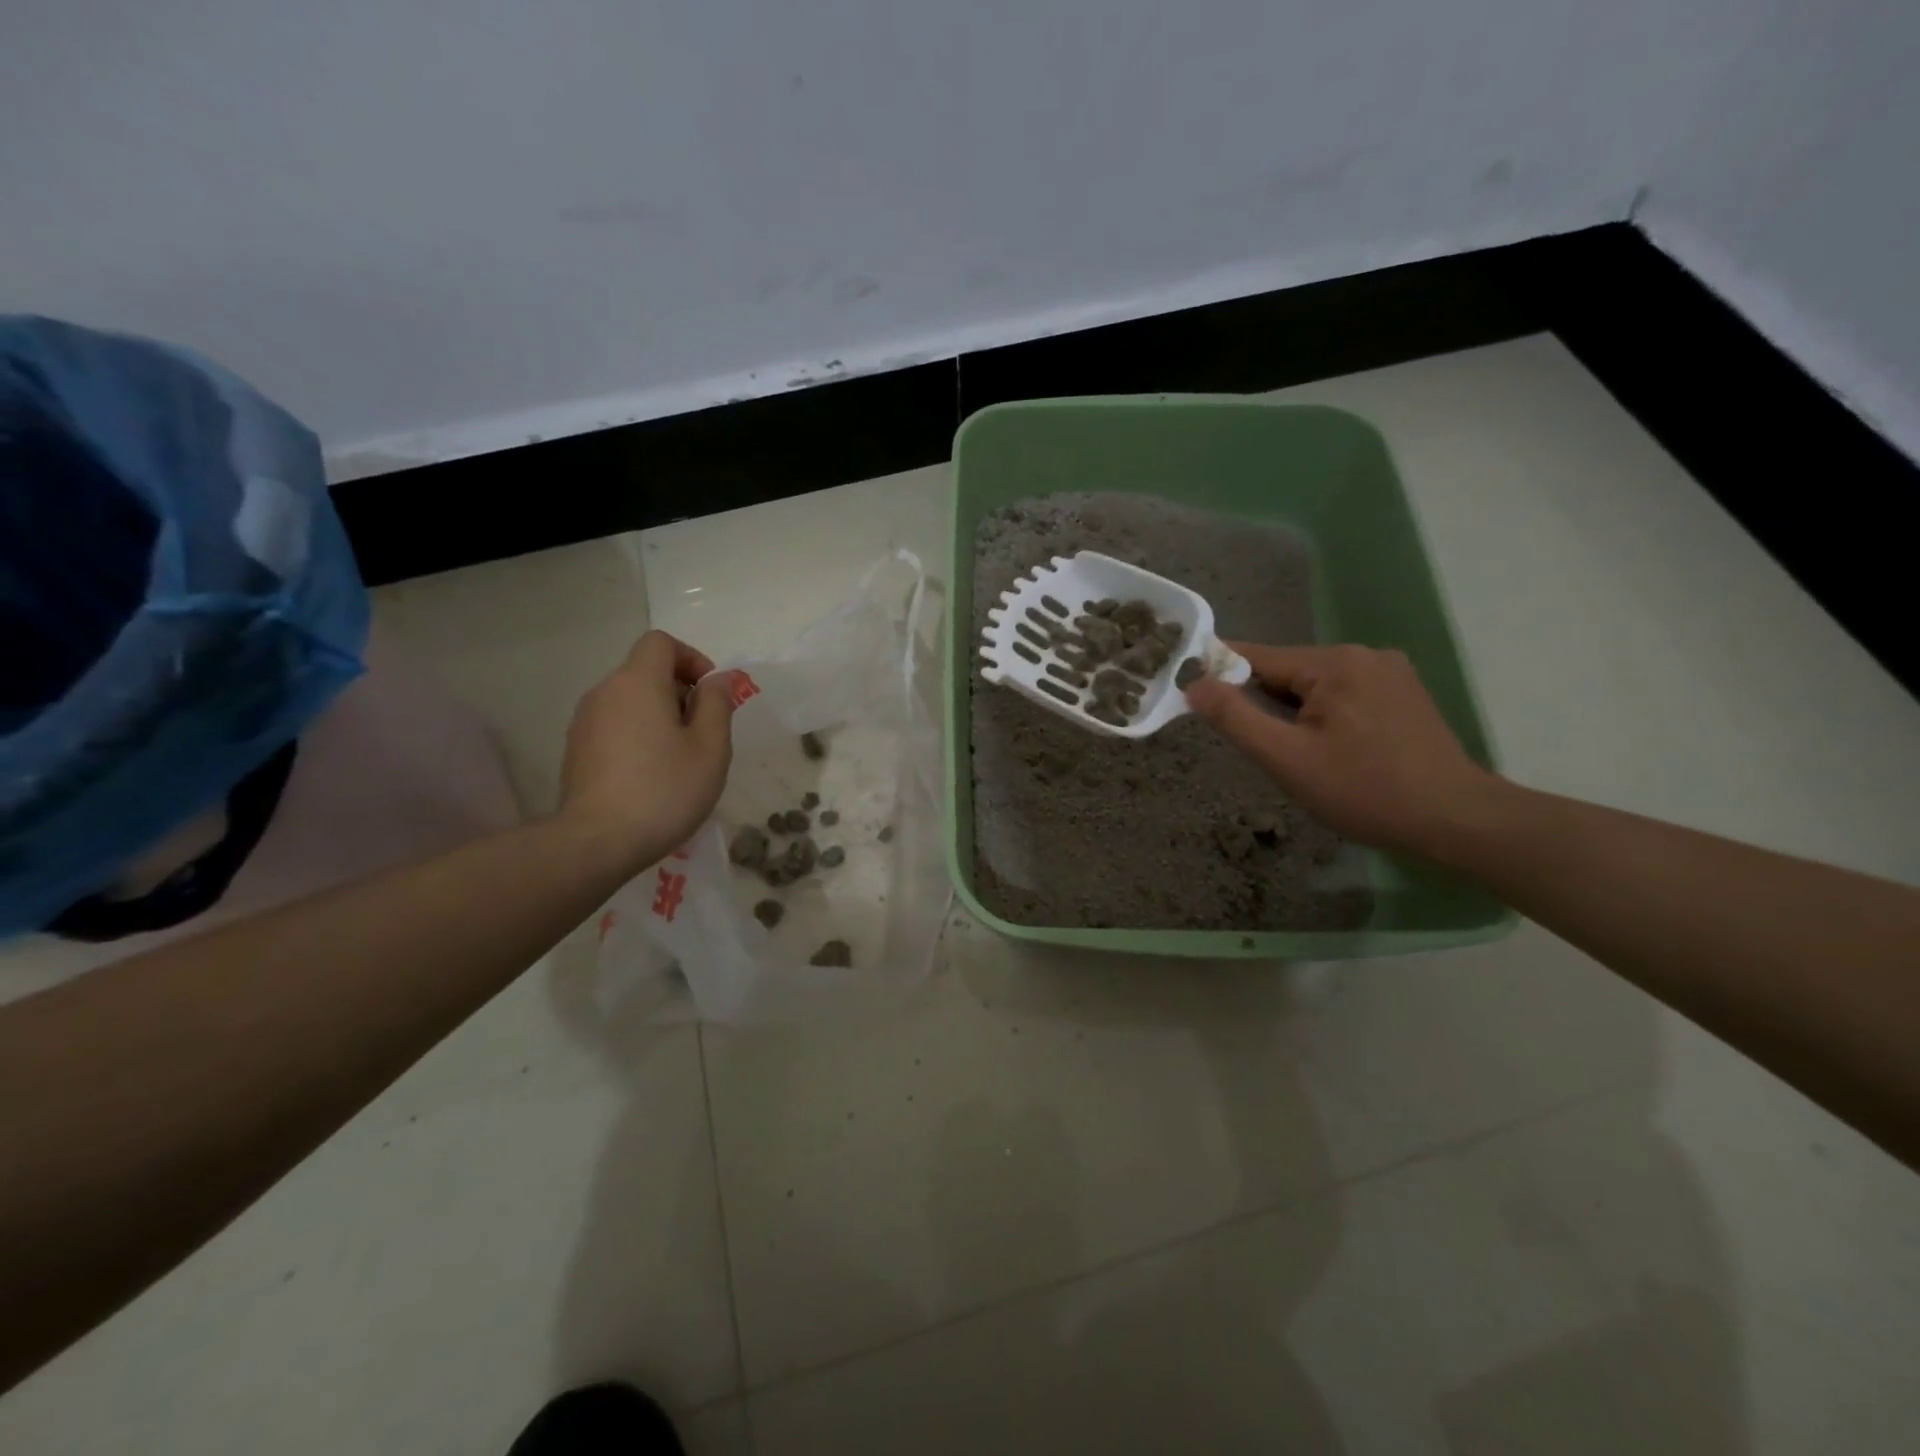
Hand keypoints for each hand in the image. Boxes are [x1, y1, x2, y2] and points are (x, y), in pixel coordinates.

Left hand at [559, 631, 735, 864]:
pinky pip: (615, 726)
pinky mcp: (576, 750)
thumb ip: (717, 704)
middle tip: (703, 733)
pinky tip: (651, 775)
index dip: (692, 658)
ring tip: (680, 758)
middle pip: (646, 671)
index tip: (711, 694)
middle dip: (680, 691)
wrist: (597, 842)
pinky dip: (638, 735)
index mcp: (638, 683)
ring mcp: (584, 722)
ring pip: (630, 701)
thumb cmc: (665, 789)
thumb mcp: (710, 747)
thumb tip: (718, 679)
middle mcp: (605, 692)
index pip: (661, 643)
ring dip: (659, 716)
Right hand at [1184, 643, 1497, 856]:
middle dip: (1266, 705)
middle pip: (1288, 672)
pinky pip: (1345, 695)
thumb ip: (1235, 718)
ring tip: (1302, 756)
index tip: (1193, 692)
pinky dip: (1325, 716)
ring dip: (1296, 713)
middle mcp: (1363, 654)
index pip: (1256, 657)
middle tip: (1264, 748)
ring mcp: (1389, 671)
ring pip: (1316, 686)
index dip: (1220, 674)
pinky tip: (1334, 750)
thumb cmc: (1364, 790)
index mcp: (1334, 662)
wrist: (1455, 819)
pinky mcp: (1404, 693)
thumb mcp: (1286, 758)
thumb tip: (1193, 684)